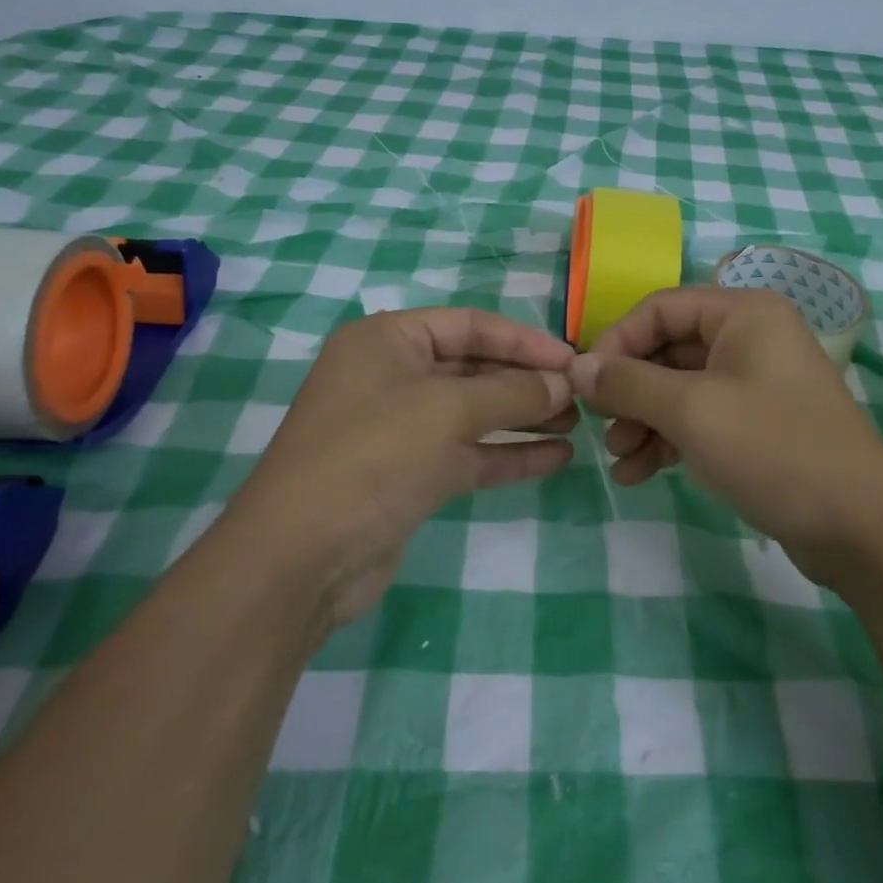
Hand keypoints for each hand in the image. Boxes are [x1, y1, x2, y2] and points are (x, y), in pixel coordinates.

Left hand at [243, 308, 577, 627]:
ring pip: (474, 412)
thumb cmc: (373, 455)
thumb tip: (565, 384)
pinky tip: (556, 457)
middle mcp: (392, 376)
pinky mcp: (410, 475)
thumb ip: (513, 393)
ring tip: (577, 424)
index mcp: (388, 340)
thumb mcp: (448, 411)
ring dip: (523, 417)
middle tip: (580, 395)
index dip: (524, 339)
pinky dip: (508, 454)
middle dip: (526, 380)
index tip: (571, 360)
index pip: (470, 325)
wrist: (302, 558)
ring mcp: (400, 428)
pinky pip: (468, 453)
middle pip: (474, 367)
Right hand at [568, 287, 882, 580]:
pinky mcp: (758, 422)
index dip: (617, 341)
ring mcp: (757, 381)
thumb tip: (576, 367)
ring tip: (619, 459)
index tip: (585, 384)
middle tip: (601, 426)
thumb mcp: (691, 411)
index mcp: (744, 313)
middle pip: (668, 348)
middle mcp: (751, 337)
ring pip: (680, 386)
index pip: (660, 307)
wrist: (859, 528)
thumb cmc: (773, 450)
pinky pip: (700, 416)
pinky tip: (639, 474)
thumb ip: (628, 383)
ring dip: (643, 419)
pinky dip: (668, 439)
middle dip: (629, 389)